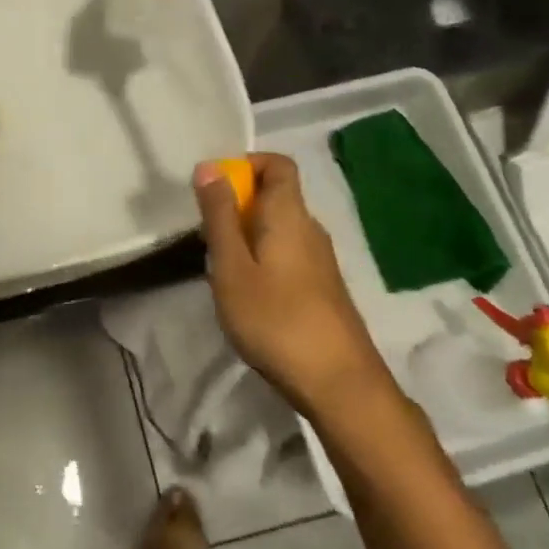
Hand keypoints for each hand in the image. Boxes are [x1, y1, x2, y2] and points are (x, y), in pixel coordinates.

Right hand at [193, 153, 395, 416]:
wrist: (340, 384)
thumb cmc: (276, 320)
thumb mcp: (232, 267)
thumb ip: (219, 216)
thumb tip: (210, 166)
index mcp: (290, 214)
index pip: (278, 163)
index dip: (246, 163)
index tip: (214, 188)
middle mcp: (310, 228)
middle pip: (276, 194)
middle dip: (238, 203)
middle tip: (208, 236)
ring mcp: (320, 260)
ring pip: (279, 226)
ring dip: (247, 233)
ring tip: (222, 268)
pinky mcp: (322, 287)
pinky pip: (287, 252)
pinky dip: (262, 256)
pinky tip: (248, 294)